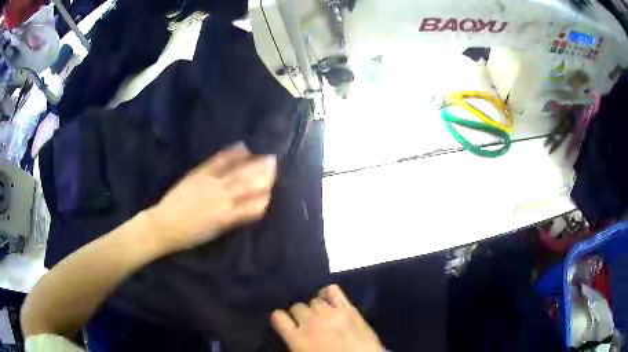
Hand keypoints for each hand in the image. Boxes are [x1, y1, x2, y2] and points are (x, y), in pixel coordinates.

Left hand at [147, 143, 275, 250]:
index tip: (270, 191)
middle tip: (274, 163)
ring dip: (254, 163)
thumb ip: (233, 219)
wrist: (165, 225)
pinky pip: (218, 162)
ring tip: (265, 155)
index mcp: (228, 216)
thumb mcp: (215, 232)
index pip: (254, 206)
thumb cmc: (191, 235)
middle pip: (249, 184)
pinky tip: (241, 147)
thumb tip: (249, 208)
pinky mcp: (200, 174)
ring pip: (238, 172)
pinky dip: (231, 154)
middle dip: (264, 175)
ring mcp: (211, 183)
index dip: (265, 198)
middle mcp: (223, 198)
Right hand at [271, 284, 381, 351]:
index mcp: (297, 339)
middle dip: (300, 315)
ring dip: (315, 308)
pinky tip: (330, 300)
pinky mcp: (349, 309)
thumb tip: (292, 332)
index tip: (286, 323)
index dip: (281, 319)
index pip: (278, 317)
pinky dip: (328, 293)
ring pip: (314, 300)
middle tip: (308, 324)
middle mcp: (311, 323)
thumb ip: (294, 341)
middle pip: (297, 307)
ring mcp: (331, 314)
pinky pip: (333, 291)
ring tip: (322, 315)